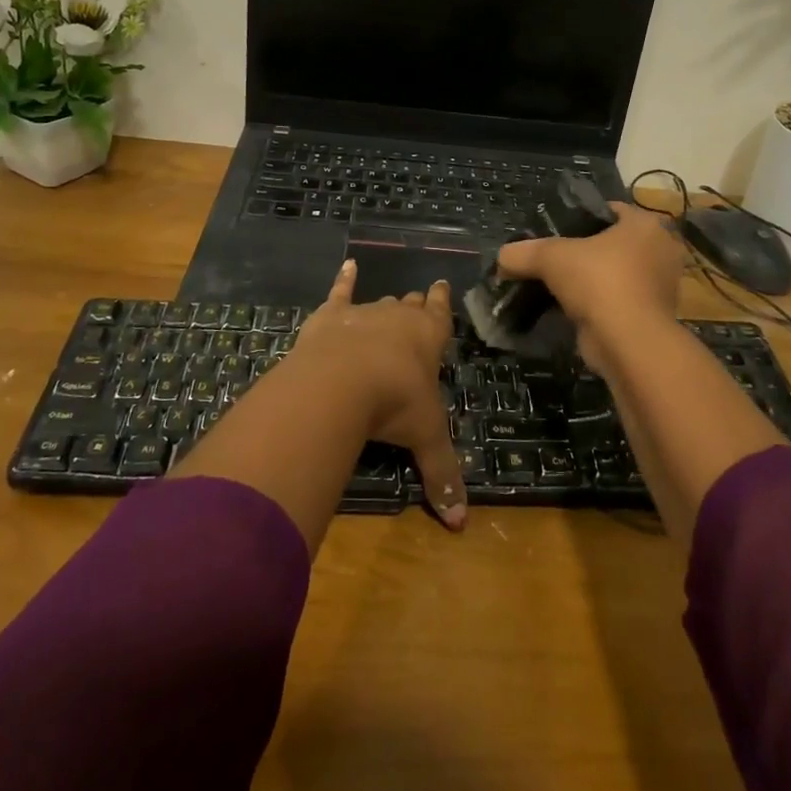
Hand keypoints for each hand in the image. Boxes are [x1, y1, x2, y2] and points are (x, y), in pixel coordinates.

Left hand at [287, 260, 466, 529]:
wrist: (342, 382)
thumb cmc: (395, 404)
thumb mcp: (425, 438)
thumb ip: (442, 475)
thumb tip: (460, 524)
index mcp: (429, 339)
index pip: (441, 315)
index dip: (442, 303)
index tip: (442, 285)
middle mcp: (399, 319)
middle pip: (410, 307)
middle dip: (416, 305)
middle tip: (418, 301)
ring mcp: (364, 313)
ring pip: (379, 304)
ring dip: (384, 306)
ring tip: (390, 301)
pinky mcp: (331, 315)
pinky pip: (339, 292)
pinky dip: (343, 280)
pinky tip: (346, 266)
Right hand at [495, 203, 686, 374]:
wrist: (629, 343)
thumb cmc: (599, 282)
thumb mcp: (551, 257)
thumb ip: (523, 252)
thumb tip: (502, 258)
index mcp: (645, 225)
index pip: (609, 210)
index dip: (579, 217)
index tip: (554, 230)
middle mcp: (659, 251)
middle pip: (611, 243)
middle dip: (583, 252)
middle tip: (552, 259)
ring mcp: (659, 286)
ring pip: (614, 274)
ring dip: (589, 281)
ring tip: (555, 285)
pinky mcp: (651, 316)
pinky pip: (617, 301)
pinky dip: (597, 305)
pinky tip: (568, 309)